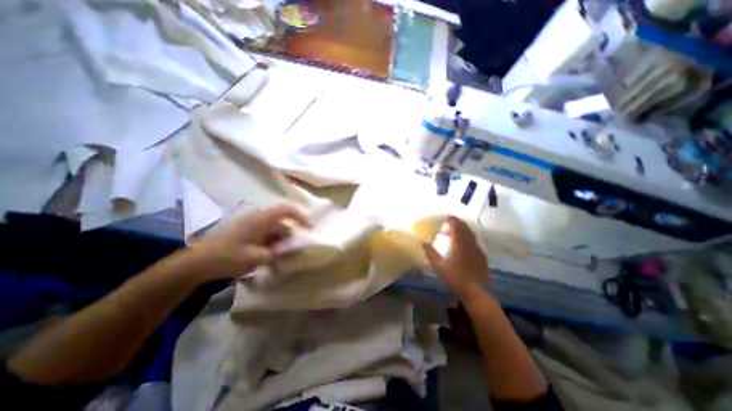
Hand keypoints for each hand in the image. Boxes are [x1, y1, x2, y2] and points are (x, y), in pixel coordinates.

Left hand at [185, 204, 308, 280]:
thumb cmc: (227, 257)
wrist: (195, 264)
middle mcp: (258, 218)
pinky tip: (268, 258)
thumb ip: (277, 253)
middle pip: (282, 223)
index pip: (287, 209)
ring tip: (278, 259)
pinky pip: (265, 236)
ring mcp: (251, 226)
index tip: (309, 229)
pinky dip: (270, 245)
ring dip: (279, 243)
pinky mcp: (246, 233)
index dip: (300, 216)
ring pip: (274, 231)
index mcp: (261, 219)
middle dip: (289, 237)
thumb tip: (291, 250)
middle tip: (292, 253)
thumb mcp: (256, 258)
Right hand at [420, 217, 488, 296]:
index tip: (446, 218)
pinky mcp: (482, 257)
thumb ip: (431, 253)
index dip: (451, 220)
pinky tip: (463, 246)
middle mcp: (470, 243)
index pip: (457, 225)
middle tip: (448, 225)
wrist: (476, 292)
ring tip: (454, 234)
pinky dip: (468, 238)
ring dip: (463, 231)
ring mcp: (477, 250)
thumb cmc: (455, 278)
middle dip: (457, 224)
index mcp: (459, 243)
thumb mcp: (438, 266)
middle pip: (465, 228)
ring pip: (471, 234)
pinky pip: (474, 242)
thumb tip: (423, 243)